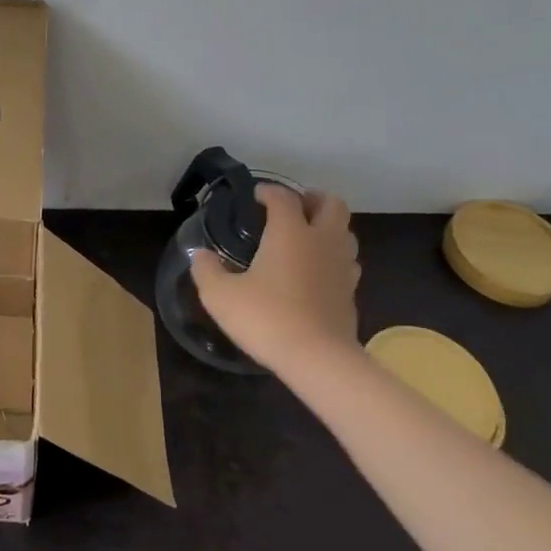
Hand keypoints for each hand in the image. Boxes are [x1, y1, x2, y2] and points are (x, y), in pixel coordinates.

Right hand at [190, 184, 360, 372]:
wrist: (317, 359)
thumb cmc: (266, 318)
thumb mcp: (220, 295)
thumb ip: (206, 270)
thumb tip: (199, 254)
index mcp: (290, 232)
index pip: (284, 197)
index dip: (269, 191)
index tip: (255, 196)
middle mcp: (321, 241)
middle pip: (332, 204)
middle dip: (314, 199)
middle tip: (295, 206)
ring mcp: (341, 267)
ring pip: (345, 233)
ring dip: (328, 228)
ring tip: (306, 237)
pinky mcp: (351, 294)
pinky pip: (346, 263)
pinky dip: (333, 258)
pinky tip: (316, 272)